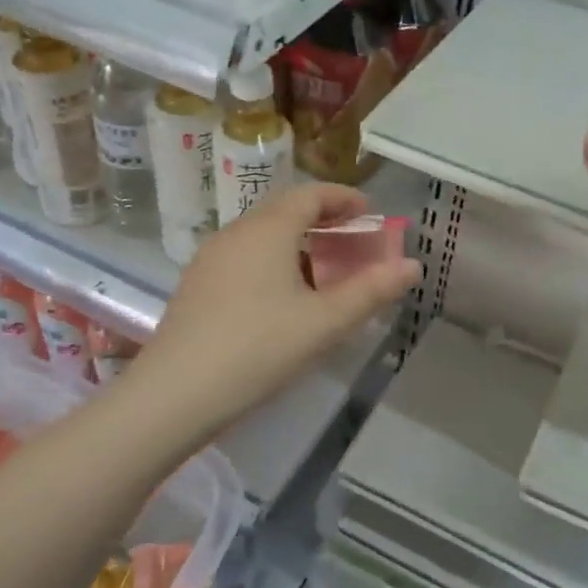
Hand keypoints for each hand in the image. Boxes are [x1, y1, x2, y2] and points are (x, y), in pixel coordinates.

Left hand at [131, 184, 420, 435]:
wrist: (175, 393)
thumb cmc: (259, 349)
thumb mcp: (324, 322)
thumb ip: (372, 291)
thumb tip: (412, 265)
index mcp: (268, 230)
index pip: (310, 194)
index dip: (343, 198)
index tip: (370, 213)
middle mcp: (235, 232)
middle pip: (285, 211)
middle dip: (324, 221)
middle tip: (353, 244)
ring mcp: (210, 258)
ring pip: (262, 235)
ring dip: (298, 243)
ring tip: (323, 273)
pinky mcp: (197, 285)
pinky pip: (244, 257)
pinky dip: (273, 261)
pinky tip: (282, 298)